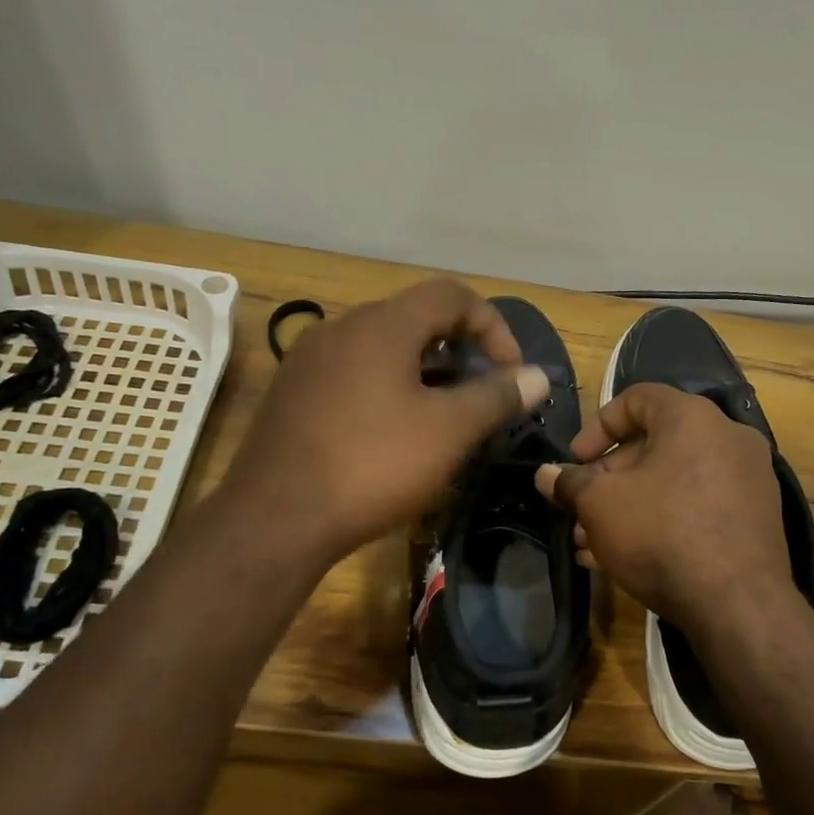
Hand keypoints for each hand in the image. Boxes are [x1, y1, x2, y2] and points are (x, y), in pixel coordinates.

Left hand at [222, 280, 548, 564]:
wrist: (275, 519)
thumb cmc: (373, 466)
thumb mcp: (449, 431)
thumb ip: (497, 396)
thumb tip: (537, 375)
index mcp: (381, 325)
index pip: (452, 295)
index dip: (494, 327)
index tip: (511, 374)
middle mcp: (341, 328)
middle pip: (416, 319)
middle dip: (461, 352)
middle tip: (481, 396)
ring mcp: (310, 361)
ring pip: (384, 349)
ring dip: (426, 373)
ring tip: (446, 418)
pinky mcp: (293, 393)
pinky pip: (355, 374)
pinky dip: (389, 389)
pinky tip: (396, 434)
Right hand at [534, 383, 792, 635]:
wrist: (737, 604)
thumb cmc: (661, 534)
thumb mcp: (600, 505)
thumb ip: (569, 484)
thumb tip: (545, 475)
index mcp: (693, 418)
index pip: (637, 398)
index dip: (597, 427)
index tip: (574, 461)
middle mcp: (727, 439)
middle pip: (653, 446)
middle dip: (608, 480)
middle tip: (580, 511)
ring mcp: (747, 481)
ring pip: (672, 483)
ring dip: (628, 507)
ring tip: (591, 543)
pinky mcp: (754, 520)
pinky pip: (696, 508)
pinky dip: (660, 522)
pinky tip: (622, 558)